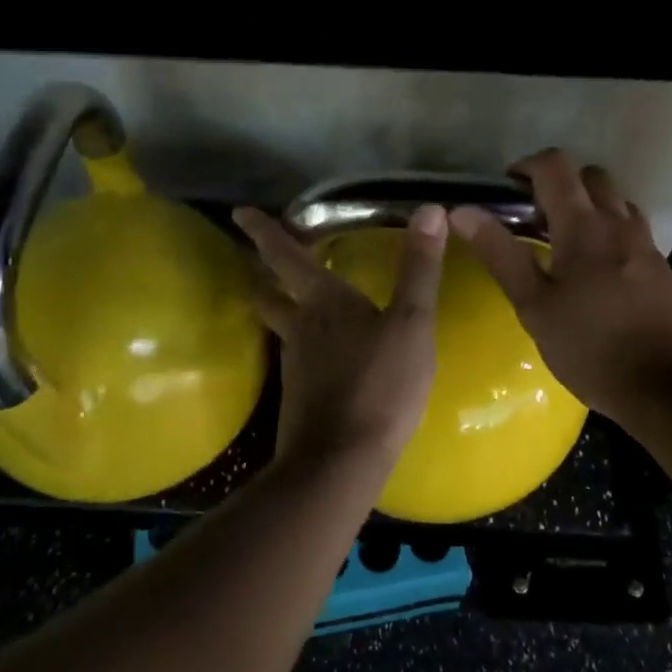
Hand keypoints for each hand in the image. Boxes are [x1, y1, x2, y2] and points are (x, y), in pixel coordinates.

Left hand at [232, 203, 447, 468]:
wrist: (341, 461)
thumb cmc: (380, 384)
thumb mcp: (412, 323)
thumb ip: (419, 269)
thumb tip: (430, 209)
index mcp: (323, 302)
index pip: (284, 256)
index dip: (263, 232)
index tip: (241, 213)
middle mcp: (300, 328)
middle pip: (270, 294)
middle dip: (265, 274)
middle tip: (266, 261)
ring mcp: (295, 366)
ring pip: (282, 327)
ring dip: (283, 309)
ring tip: (300, 304)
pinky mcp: (300, 399)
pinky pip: (298, 359)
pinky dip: (304, 346)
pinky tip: (324, 356)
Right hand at [449, 150, 671, 421]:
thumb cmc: (593, 349)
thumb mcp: (535, 307)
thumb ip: (501, 254)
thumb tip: (462, 211)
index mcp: (584, 227)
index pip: (556, 166)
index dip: (527, 165)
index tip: (506, 187)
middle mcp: (619, 224)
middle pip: (591, 176)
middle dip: (559, 183)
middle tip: (532, 217)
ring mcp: (646, 245)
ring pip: (615, 201)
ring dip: (587, 205)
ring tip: (562, 242)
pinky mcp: (661, 269)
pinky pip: (631, 229)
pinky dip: (607, 230)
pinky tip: (594, 272)